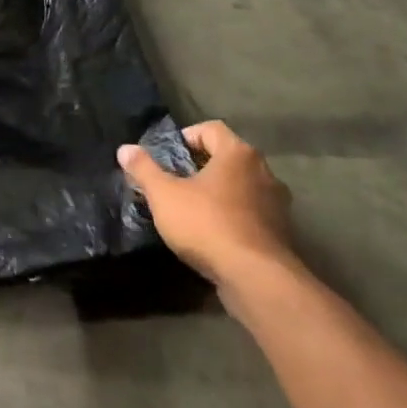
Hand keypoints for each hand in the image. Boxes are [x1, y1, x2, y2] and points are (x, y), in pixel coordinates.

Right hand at [118, 121, 295, 293]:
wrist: (255, 278)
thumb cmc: (206, 224)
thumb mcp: (163, 194)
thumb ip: (143, 169)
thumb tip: (125, 149)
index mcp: (238, 154)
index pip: (210, 129)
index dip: (184, 137)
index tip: (166, 157)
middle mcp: (264, 172)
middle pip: (226, 157)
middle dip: (198, 166)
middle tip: (172, 182)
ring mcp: (277, 204)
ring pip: (239, 186)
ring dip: (216, 192)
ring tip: (189, 208)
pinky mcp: (281, 232)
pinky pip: (250, 212)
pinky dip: (231, 215)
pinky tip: (210, 232)